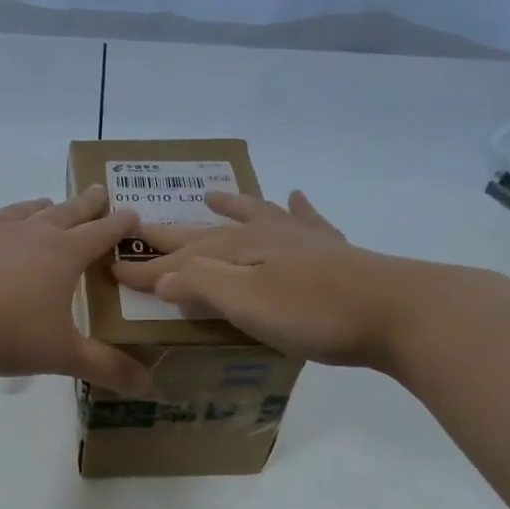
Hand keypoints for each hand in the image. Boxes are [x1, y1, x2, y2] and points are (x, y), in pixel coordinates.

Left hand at [0, 186, 154, 394]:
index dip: (118, 225)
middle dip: (84, 204)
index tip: (131, 213)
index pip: (100, 234)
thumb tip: (150, 387)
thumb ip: (107, 368)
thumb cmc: (9, 335)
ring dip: (36, 207)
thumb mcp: (63, 355)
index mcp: (62, 256)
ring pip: (19, 212)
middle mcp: (29, 235)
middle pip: (64, 213)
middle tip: (97, 191)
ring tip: (45, 202)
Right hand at [113, 189, 399, 366]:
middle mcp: (265, 235)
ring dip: (230, 207)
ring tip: (210, 195)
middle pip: (208, 234)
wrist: (397, 310)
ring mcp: (301, 239)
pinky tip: (296, 196)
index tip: (113, 268)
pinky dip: (296, 208)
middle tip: (143, 226)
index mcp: (238, 250)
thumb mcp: (245, 302)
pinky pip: (306, 220)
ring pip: (255, 216)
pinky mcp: (333, 251)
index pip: (178, 260)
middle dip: (174, 235)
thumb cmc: (313, 312)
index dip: (146, 267)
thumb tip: (157, 276)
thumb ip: (200, 284)